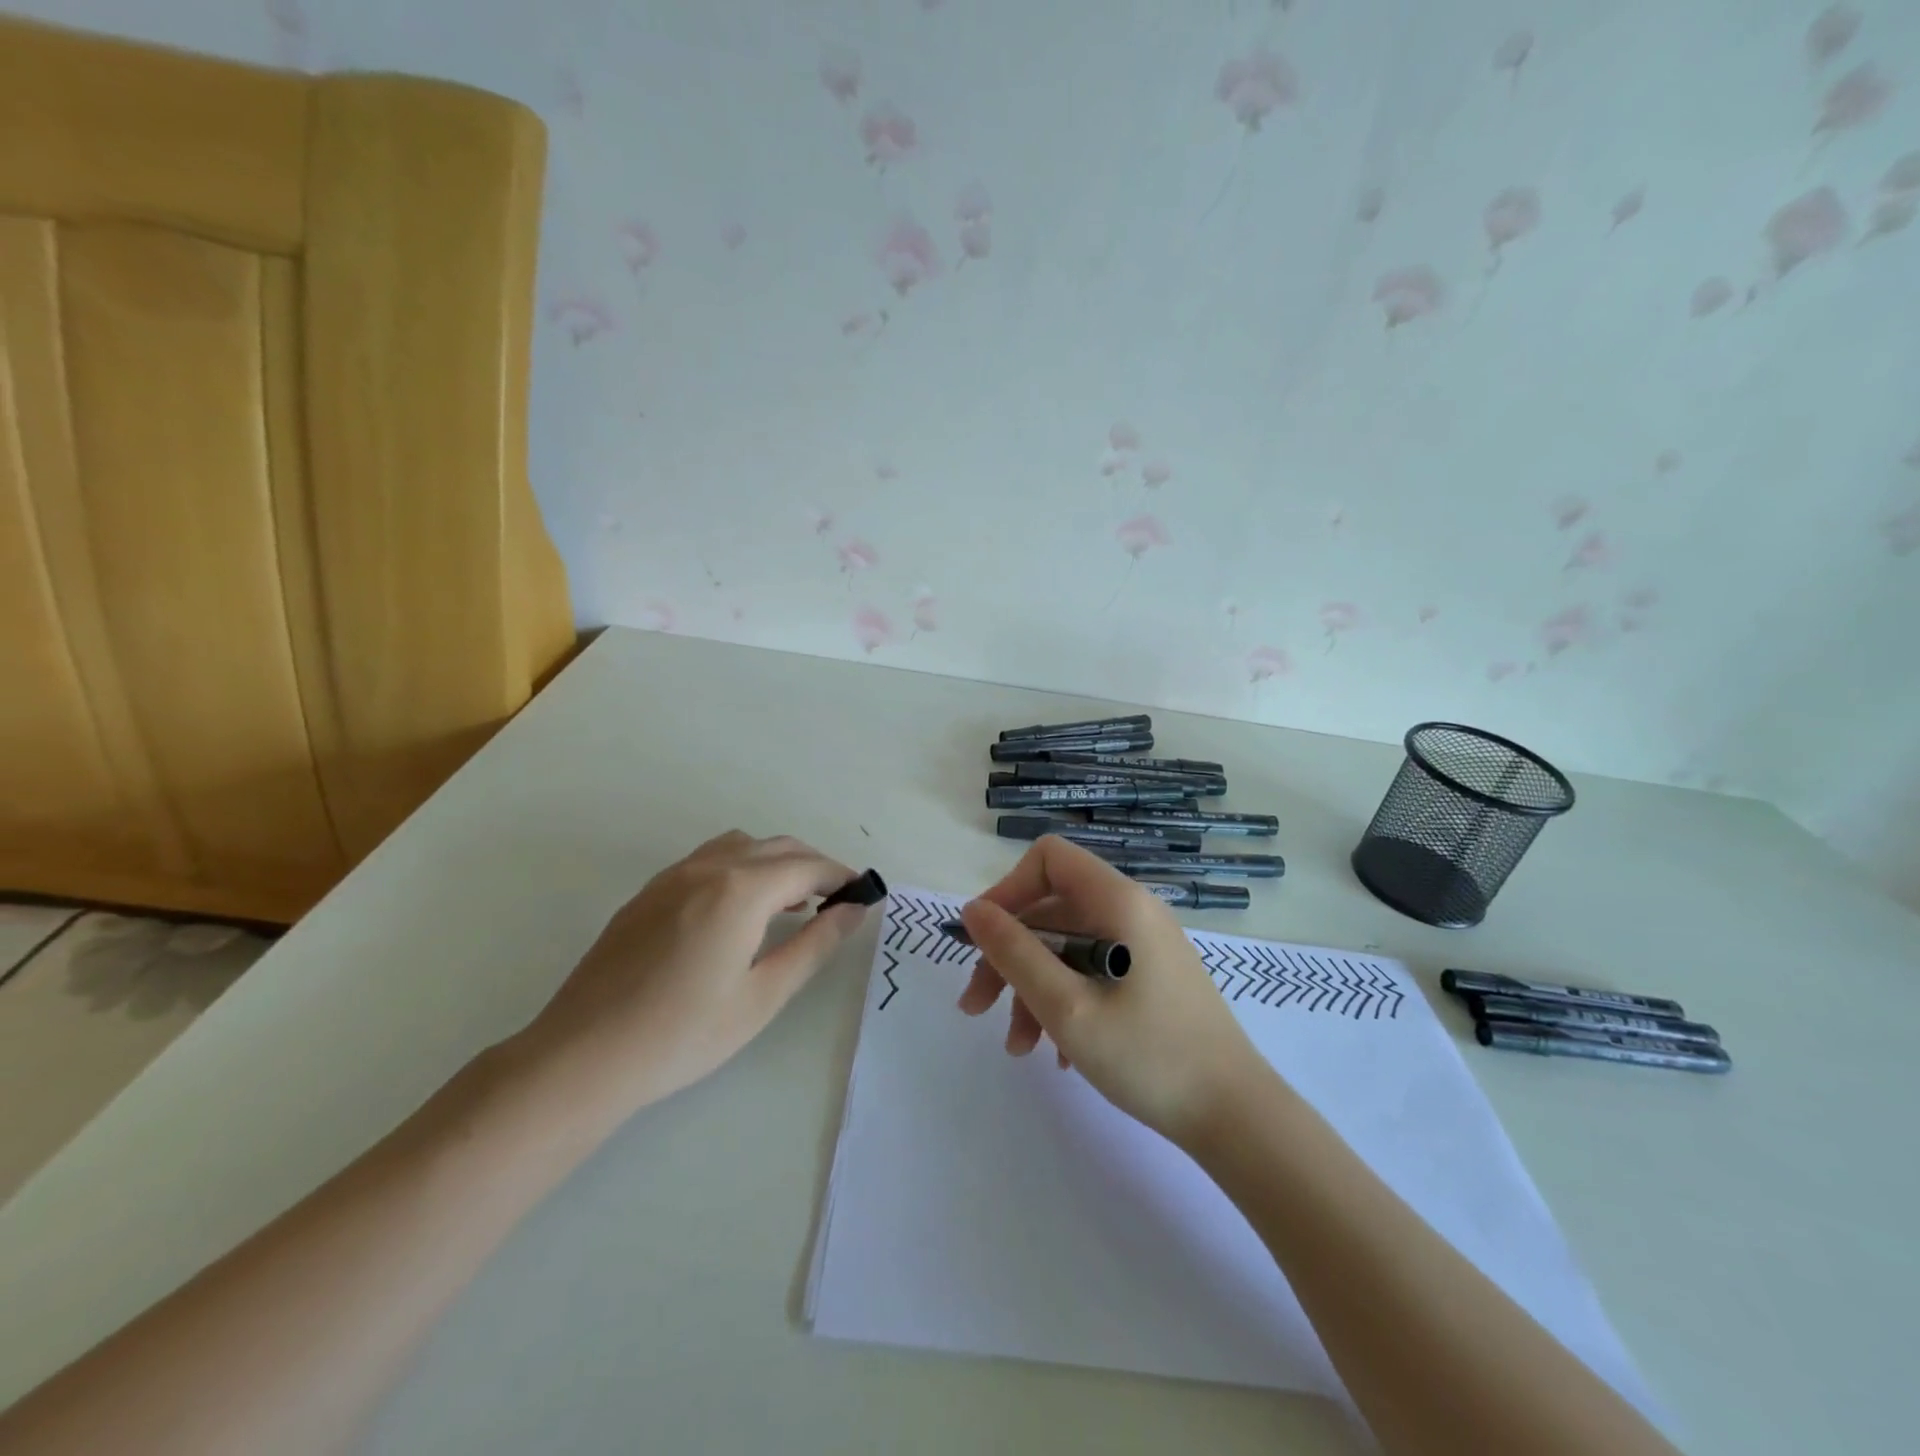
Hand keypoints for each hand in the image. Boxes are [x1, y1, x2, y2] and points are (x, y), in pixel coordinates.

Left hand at [520, 831, 872, 1114]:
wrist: (583, 1056)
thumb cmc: (683, 1034)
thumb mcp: (763, 996)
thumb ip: (814, 945)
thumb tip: (853, 910)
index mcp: (740, 890)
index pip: (806, 866)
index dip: (841, 876)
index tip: (863, 893)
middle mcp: (708, 868)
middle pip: (776, 847)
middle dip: (814, 865)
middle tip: (836, 900)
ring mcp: (672, 876)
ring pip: (740, 845)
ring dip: (775, 861)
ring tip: (789, 901)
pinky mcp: (648, 892)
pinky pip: (708, 859)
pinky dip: (740, 866)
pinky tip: (738, 909)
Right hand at [957, 836, 1269, 1145]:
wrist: (1236, 1117)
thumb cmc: (1148, 1056)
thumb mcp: (1065, 1007)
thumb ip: (1014, 953)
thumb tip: (972, 910)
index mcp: (1118, 901)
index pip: (1048, 859)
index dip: (1008, 891)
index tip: (984, 940)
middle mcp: (1132, 911)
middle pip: (1052, 909)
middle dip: (1009, 955)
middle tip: (976, 1007)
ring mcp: (1144, 945)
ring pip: (1068, 946)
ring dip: (1032, 988)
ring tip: (1018, 1047)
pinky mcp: (1151, 976)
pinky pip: (1092, 970)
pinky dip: (1065, 1000)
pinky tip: (1057, 1053)